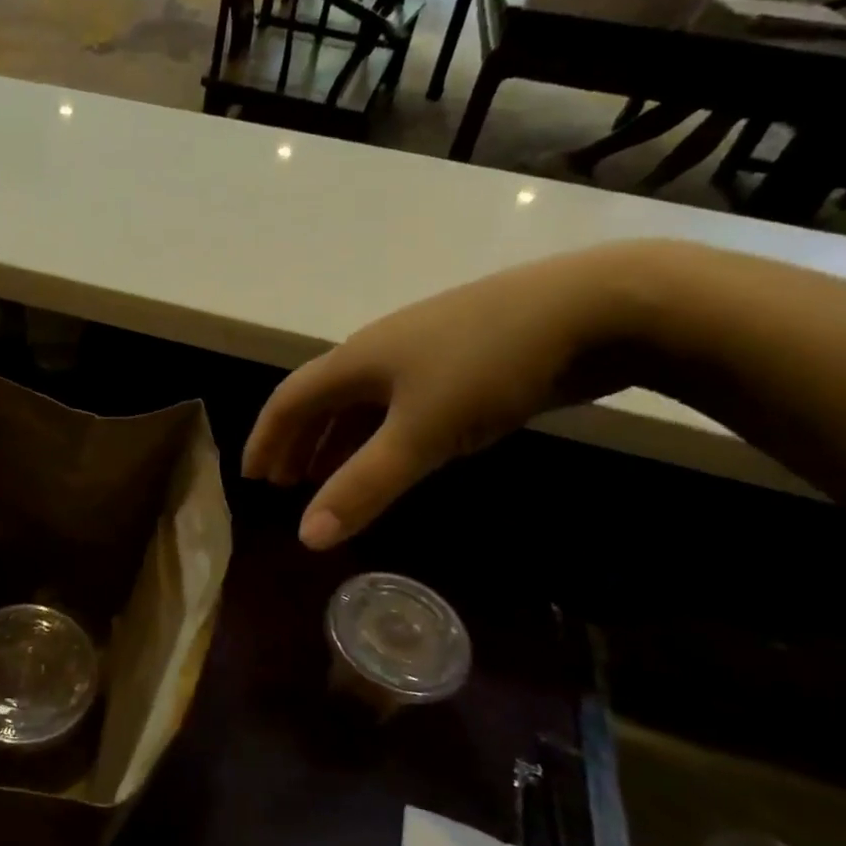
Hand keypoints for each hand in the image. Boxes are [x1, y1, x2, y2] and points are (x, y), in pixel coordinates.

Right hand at [244, 246, 655, 549]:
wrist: (593, 309)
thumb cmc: (488, 367)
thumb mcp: (421, 433)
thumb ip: (364, 485)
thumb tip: (307, 537)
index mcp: (356, 360)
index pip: (289, 400)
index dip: (266, 439)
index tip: (252, 479)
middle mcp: (379, 350)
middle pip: (322, 398)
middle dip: (298, 441)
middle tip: (287, 483)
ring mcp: (423, 352)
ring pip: (362, 401)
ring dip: (338, 440)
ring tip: (329, 476)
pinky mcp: (462, 360)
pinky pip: (400, 403)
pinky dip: (380, 433)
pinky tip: (396, 451)